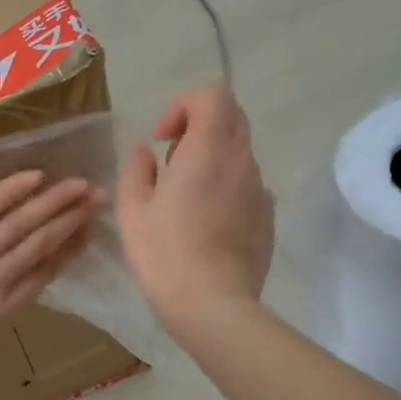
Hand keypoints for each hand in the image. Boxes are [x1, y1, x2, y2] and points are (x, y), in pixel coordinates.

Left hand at [0, 170, 97, 398]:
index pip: (43, 275)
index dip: (68, 251)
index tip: (87, 234)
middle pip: (41, 245)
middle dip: (72, 220)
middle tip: (98, 199)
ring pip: (22, 225)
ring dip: (54, 202)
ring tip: (80, 185)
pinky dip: (11, 191)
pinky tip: (35, 177)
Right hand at [117, 83, 273, 331]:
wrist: (212, 305)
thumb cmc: (164, 253)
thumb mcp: (133, 209)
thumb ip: (137, 169)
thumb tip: (146, 152)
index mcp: (208, 150)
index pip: (213, 95)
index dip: (183, 106)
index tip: (162, 139)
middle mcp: (242, 161)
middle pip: (231, 117)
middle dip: (199, 128)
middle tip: (172, 162)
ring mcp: (260, 190)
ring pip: (239, 154)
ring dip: (212, 160)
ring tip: (185, 200)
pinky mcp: (268, 217)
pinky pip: (247, 186)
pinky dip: (226, 188)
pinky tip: (206, 224)